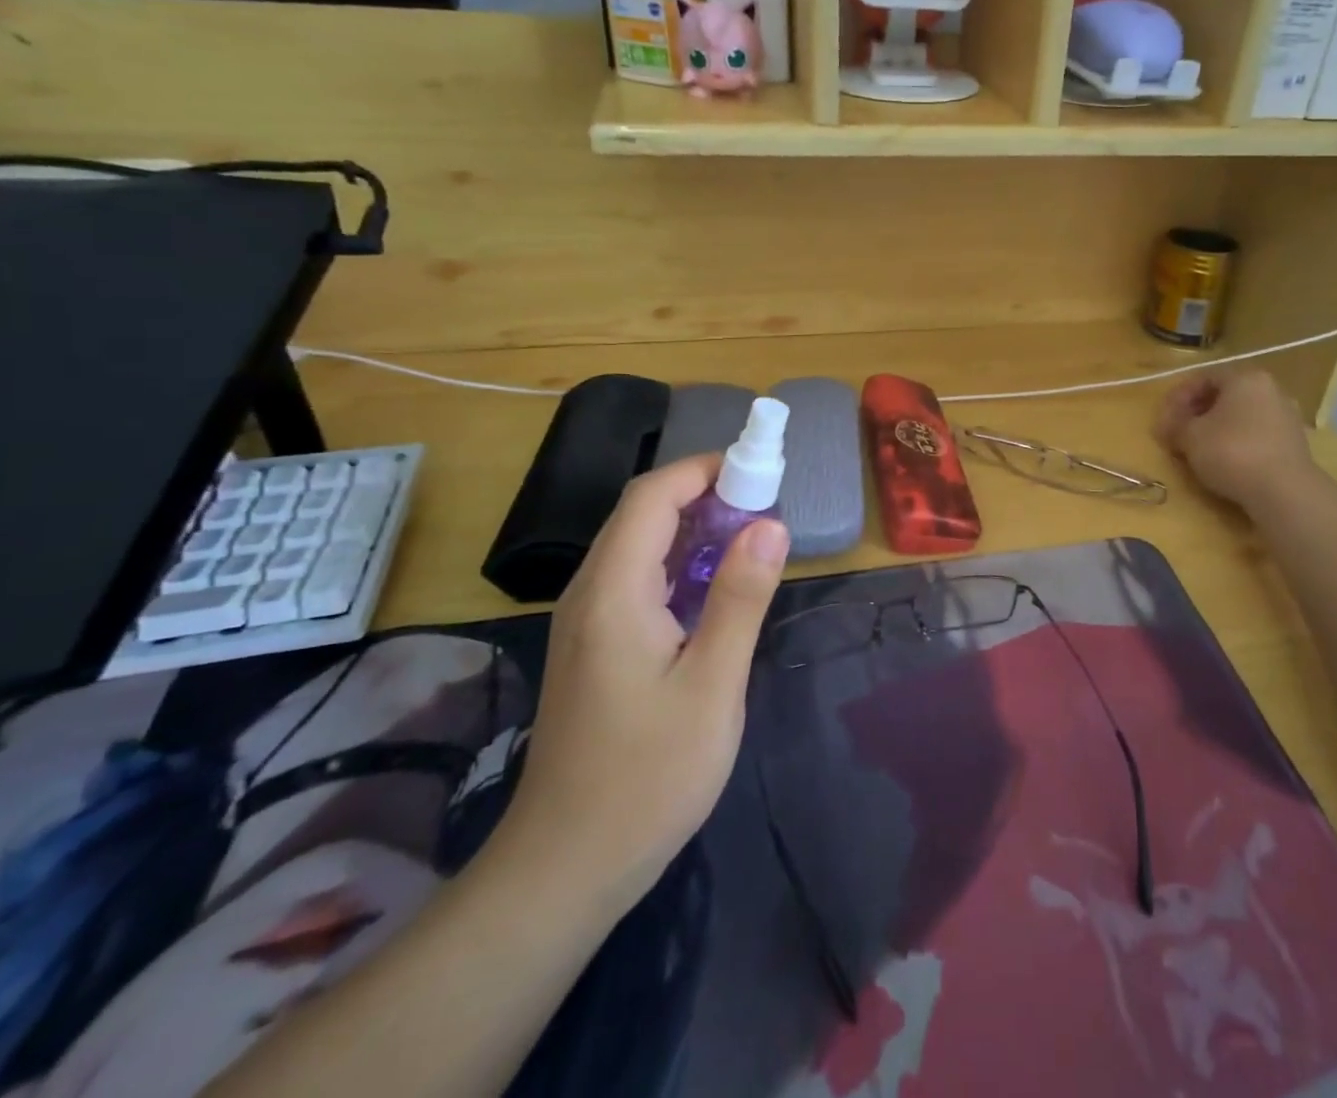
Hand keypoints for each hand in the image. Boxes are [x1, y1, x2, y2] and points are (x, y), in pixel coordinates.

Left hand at [491, 454, 789, 911]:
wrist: (566, 867)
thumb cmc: (647, 776)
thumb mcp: (712, 684)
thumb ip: (739, 597)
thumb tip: (770, 525)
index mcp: (612, 592)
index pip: (652, 496)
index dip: (705, 470)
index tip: (760, 474)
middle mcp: (590, 593)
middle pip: (643, 514)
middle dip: (707, 497)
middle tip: (768, 510)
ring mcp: (587, 622)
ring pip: (640, 547)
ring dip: (696, 531)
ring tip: (753, 543)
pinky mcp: (595, 646)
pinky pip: (638, 580)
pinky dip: (681, 566)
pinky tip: (716, 593)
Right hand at [1155, 368, 1317, 508]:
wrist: (1283, 491)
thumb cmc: (1231, 451)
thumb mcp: (1190, 436)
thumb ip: (1175, 425)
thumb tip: (1168, 425)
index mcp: (1245, 378)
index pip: (1204, 377)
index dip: (1178, 397)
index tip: (1163, 419)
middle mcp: (1270, 390)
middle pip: (1224, 396)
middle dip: (1196, 413)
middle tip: (1177, 433)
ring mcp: (1285, 416)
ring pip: (1240, 416)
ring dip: (1215, 429)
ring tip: (1197, 449)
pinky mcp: (1293, 443)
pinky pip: (1255, 435)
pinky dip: (1235, 443)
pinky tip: (1223, 461)